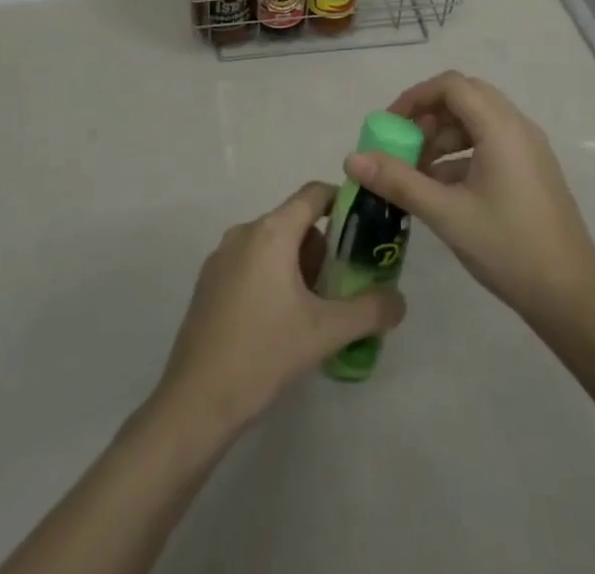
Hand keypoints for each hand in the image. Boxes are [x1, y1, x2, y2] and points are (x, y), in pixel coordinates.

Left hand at [153, 181, 406, 436]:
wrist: (196, 401)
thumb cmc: (264, 354)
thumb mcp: (326, 333)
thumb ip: (369, 311)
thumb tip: (399, 300)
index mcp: (271, 232)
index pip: (314, 194)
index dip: (343, 201)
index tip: (366, 226)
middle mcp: (244, 232)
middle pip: (294, 221)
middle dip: (323, 247)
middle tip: (343, 285)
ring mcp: (221, 256)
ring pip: (272, 243)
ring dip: (298, 264)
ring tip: (315, 310)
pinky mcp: (208, 282)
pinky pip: (251, 262)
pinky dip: (272, 276)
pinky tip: (279, 322)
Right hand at [345, 71, 594, 332]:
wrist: (573, 299)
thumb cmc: (508, 248)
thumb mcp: (446, 214)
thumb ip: (398, 181)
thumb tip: (352, 159)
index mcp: (501, 127)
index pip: (452, 85)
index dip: (416, 97)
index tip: (390, 125)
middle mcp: (518, 127)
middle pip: (465, 97)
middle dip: (429, 115)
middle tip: (403, 144)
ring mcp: (529, 149)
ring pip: (478, 121)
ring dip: (444, 136)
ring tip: (418, 171)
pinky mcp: (533, 170)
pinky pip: (491, 142)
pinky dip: (462, 153)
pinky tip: (443, 189)